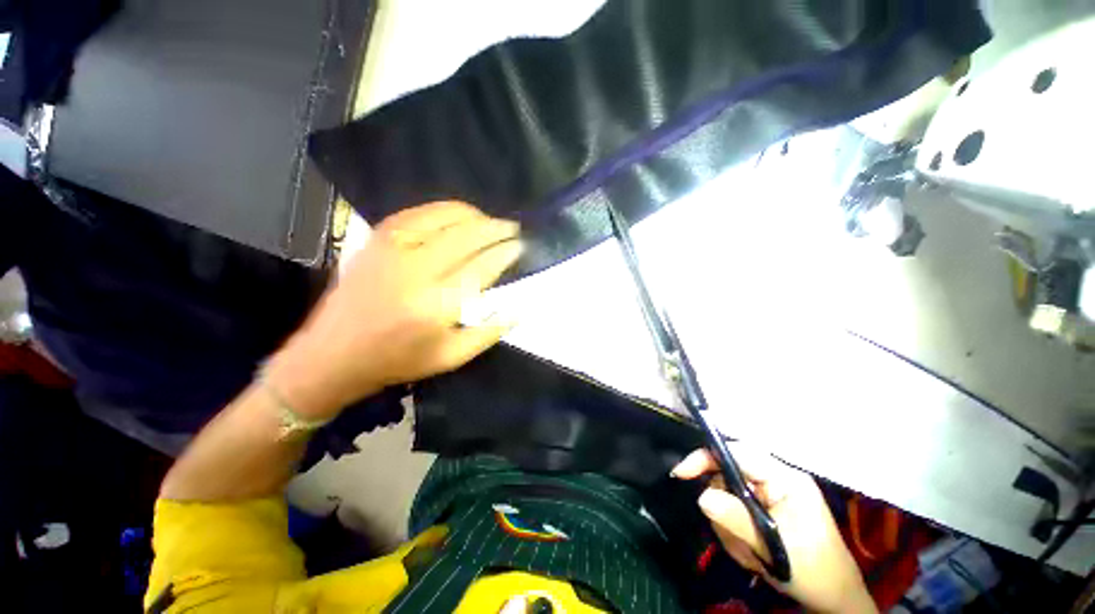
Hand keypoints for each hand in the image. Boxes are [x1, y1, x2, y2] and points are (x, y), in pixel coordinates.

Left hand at [267, 201, 521, 418]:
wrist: (333, 353)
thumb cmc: (399, 361)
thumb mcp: (452, 357)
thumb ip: (490, 332)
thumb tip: (520, 308)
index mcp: (437, 306)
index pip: (483, 267)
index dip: (506, 252)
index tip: (520, 246)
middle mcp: (416, 271)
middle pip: (467, 236)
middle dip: (496, 228)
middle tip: (513, 228)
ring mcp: (393, 249)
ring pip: (444, 217)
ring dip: (474, 215)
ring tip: (490, 221)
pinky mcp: (378, 239)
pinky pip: (419, 213)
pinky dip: (445, 210)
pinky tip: (459, 216)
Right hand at [672, 447, 876, 613]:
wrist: (834, 598)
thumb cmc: (812, 570)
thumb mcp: (773, 547)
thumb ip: (735, 518)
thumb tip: (702, 496)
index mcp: (785, 478)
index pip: (738, 453)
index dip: (707, 457)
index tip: (681, 473)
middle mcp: (777, 478)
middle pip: (729, 473)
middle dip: (722, 504)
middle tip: (730, 535)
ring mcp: (772, 492)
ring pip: (729, 493)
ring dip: (729, 524)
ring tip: (747, 551)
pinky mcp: (767, 507)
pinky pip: (736, 508)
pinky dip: (735, 530)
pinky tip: (750, 551)